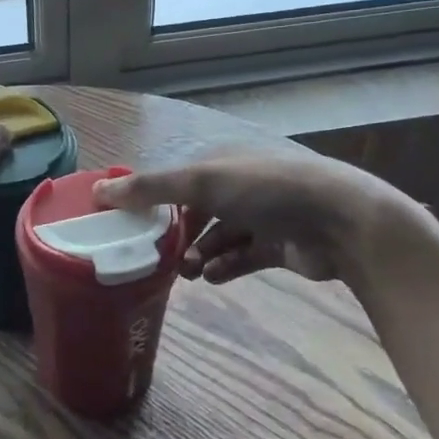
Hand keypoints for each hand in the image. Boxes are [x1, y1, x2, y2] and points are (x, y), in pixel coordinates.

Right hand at [92, 151, 409, 288]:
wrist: (342, 222)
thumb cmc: (266, 190)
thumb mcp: (201, 182)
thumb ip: (148, 188)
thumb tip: (97, 191)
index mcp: (222, 161)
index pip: (177, 180)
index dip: (152, 201)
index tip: (129, 227)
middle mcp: (241, 184)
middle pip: (196, 211)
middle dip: (176, 235)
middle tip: (156, 259)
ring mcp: (263, 215)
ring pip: (218, 237)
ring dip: (198, 254)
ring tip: (185, 273)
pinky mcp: (280, 245)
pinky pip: (242, 257)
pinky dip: (225, 266)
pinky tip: (212, 277)